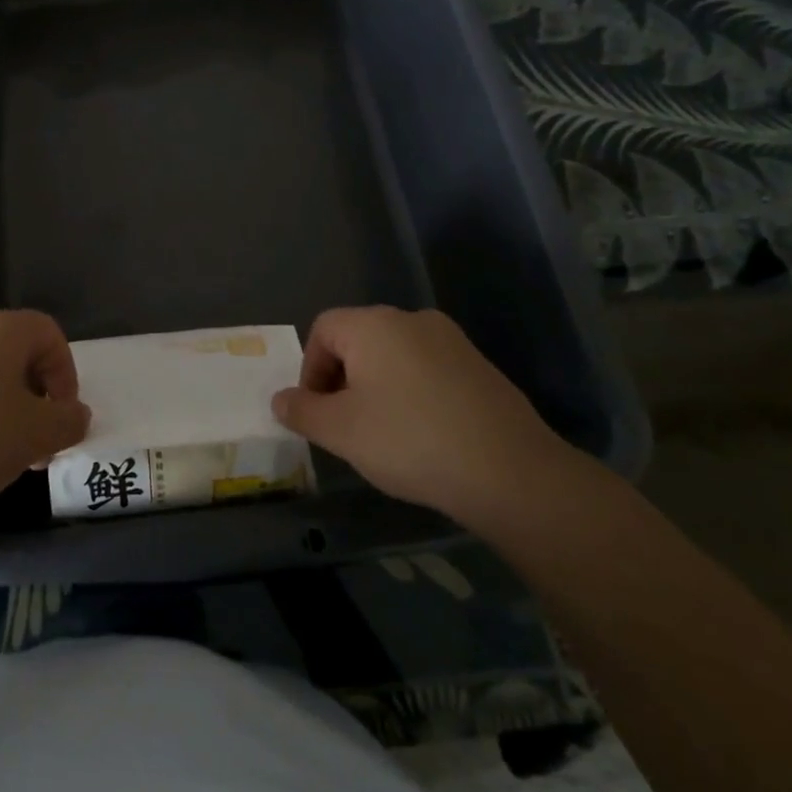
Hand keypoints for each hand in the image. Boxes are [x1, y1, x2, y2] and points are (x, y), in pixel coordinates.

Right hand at [271, 306, 573, 534]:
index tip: (316, 410)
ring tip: (382, 433)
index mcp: (374, 325)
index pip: (323, 329)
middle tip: (344, 424)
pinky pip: (428, 370)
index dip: (310, 368)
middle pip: (359, 339)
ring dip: (376, 387)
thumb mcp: (340, 431)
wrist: (510, 471)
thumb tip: (280, 399)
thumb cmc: (409, 441)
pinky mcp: (479, 367)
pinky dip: (412, 393)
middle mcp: (412, 320)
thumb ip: (302, 411)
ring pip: (394, 356)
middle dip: (342, 379)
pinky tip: (422, 435)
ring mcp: (452, 341)